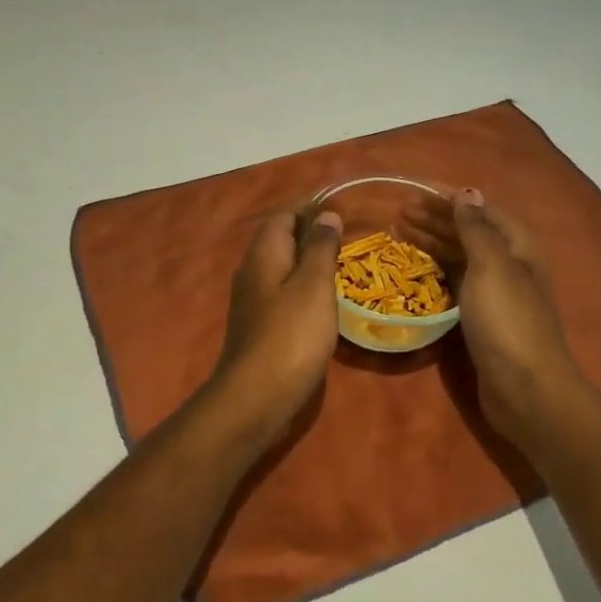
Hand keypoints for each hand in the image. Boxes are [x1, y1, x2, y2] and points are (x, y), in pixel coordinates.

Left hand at [203, 207, 343, 450]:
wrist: (257, 397)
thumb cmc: (291, 335)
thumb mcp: (314, 285)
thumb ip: (321, 247)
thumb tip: (326, 214)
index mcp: (264, 254)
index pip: (283, 215)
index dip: (309, 205)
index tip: (340, 204)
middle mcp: (252, 271)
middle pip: (280, 239)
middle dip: (310, 232)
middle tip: (347, 234)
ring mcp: (253, 300)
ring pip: (282, 266)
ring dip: (308, 260)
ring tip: (341, 262)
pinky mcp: (259, 325)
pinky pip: (283, 291)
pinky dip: (304, 286)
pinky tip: (324, 299)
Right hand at [414, 189, 587, 450]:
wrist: (526, 390)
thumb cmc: (507, 321)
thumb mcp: (491, 266)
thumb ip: (476, 228)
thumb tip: (467, 192)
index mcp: (517, 245)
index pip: (480, 208)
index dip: (448, 197)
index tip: (414, 190)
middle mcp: (509, 262)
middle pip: (469, 230)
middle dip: (435, 218)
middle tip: (399, 212)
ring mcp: (496, 291)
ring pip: (460, 254)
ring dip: (432, 240)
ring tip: (399, 231)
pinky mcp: (482, 315)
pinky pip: (455, 279)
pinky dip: (435, 267)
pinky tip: (416, 266)